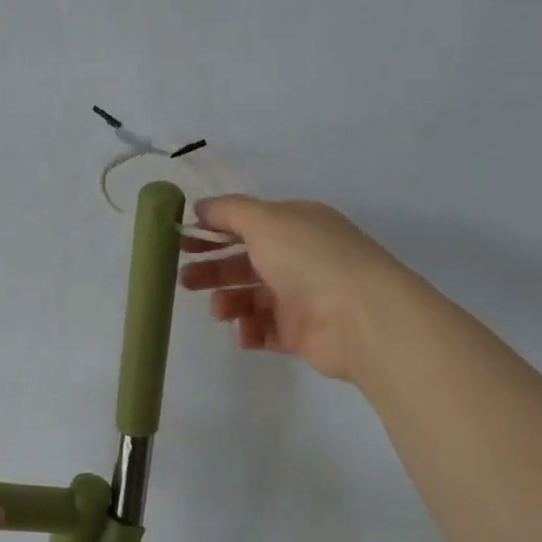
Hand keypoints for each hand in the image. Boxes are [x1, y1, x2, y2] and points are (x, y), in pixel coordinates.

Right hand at [179, 196, 422, 383]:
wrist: (360, 318)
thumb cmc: (309, 259)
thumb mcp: (265, 220)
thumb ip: (229, 211)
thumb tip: (201, 208)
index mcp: (295, 225)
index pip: (247, 224)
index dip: (212, 231)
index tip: (180, 242)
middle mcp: (299, 258)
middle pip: (245, 262)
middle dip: (212, 269)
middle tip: (184, 281)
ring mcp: (301, 297)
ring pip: (251, 297)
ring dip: (229, 301)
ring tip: (220, 309)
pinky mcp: (300, 334)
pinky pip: (265, 331)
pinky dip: (250, 330)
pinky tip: (244, 331)